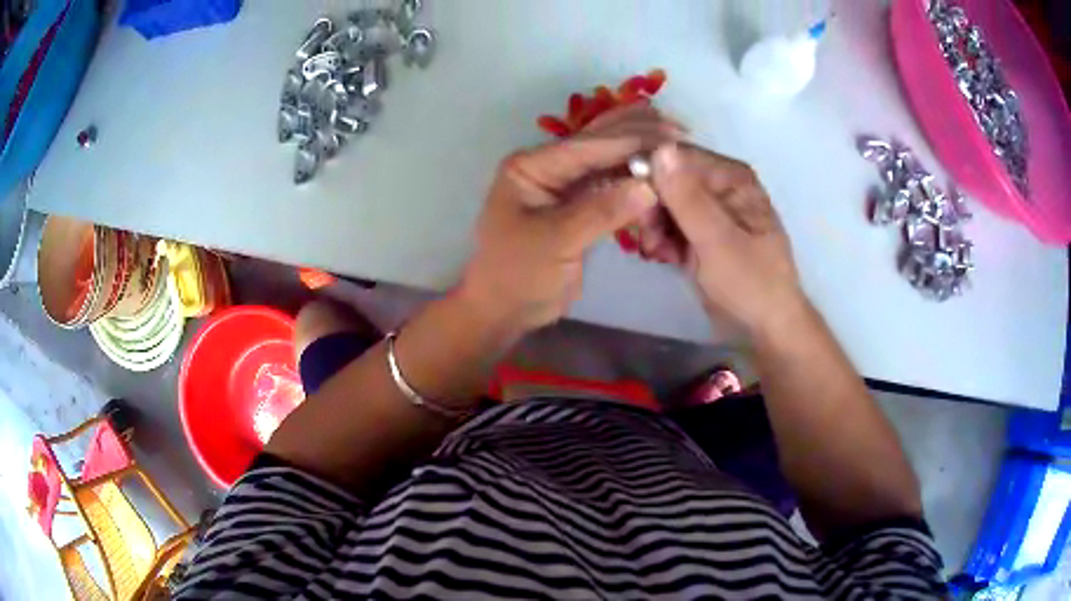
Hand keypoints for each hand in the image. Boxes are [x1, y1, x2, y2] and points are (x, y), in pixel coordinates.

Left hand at [460, 104, 681, 332]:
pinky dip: (637, 178)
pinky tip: (661, 172)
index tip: (670, 137)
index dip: (629, 139)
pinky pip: (612, 183)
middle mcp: (548, 167)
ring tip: (678, 141)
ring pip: (608, 159)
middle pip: (598, 142)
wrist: (507, 310)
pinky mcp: (579, 205)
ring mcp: (565, 185)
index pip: (586, 146)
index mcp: (532, 166)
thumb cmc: (518, 275)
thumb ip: (601, 212)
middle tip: (680, 130)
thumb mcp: (556, 242)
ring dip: (641, 151)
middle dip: (638, 134)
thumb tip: (649, 188)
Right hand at [650, 143, 806, 337]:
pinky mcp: (702, 233)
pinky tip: (663, 257)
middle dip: (652, 208)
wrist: (765, 327)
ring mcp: (711, 210)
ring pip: (665, 204)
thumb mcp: (717, 240)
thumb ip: (687, 198)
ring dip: (654, 227)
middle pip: (669, 180)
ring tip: (655, 253)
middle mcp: (720, 186)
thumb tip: (659, 149)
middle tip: (647, 239)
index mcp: (731, 177)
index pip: (679, 158)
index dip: (650, 175)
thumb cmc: (750, 282)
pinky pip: (671, 225)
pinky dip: (662, 239)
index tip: (632, 204)